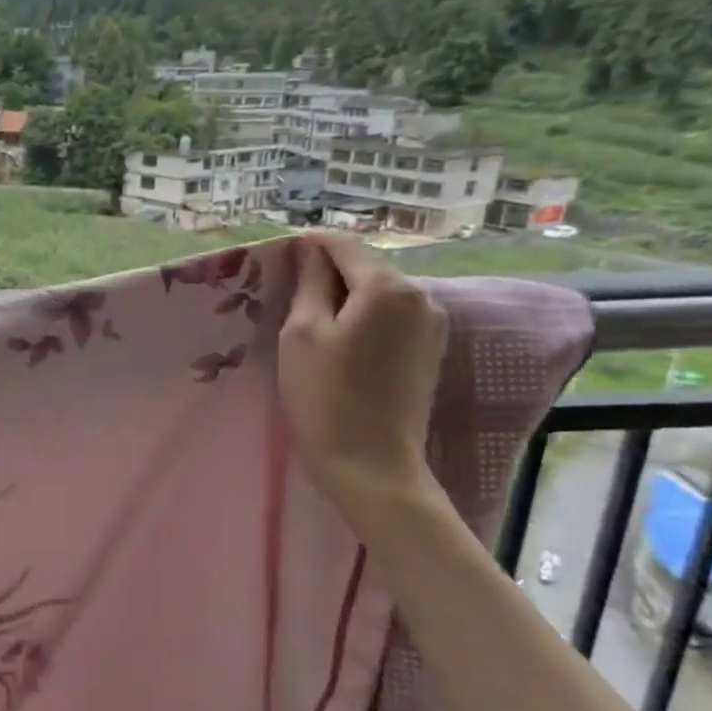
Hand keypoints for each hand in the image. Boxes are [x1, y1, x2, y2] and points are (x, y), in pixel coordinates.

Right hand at [278, 234, 448, 524]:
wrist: (371, 465)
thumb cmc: (325, 396)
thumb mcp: (302, 333)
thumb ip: (309, 282)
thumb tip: (311, 250)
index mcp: (387, 287)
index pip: (344, 245)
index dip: (309, 246)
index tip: (279, 262)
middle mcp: (420, 297)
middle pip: (365, 268)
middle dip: (328, 274)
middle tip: (289, 299)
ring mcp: (432, 326)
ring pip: (378, 294)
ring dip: (345, 299)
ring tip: (312, 326)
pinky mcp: (430, 352)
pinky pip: (391, 318)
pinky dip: (364, 320)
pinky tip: (341, 345)